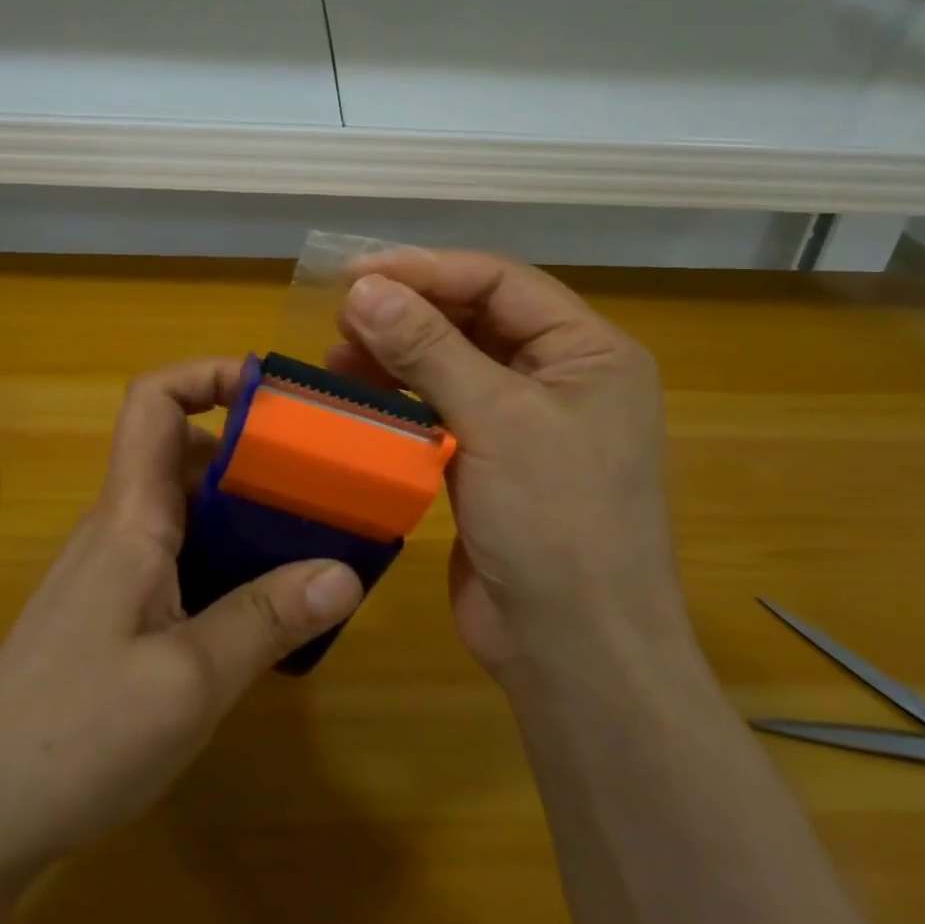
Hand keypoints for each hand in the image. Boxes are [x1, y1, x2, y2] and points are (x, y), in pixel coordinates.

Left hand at [0, 358, 364, 877]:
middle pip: (182, 451)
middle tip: (320, 478)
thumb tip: (346, 571)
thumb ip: (267, 620)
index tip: (273, 392)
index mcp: (130, 516)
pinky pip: (180, 556)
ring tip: (310, 538)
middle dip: (251, 449)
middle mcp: (120, 527)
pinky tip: (265, 606)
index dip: (207, 374)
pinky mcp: (115, 610)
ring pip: (186, 508)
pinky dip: (227, 557)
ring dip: (244, 509)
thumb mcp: (189, 681)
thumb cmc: (75, 734)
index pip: (154, 401)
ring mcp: (114, 570)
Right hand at [331, 251, 688, 687]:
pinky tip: (356, 395)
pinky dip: (398, 397)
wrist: (574, 654)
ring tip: (336, 355)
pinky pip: (439, 408)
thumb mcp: (497, 420)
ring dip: (395, 353)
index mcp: (588, 352)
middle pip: (473, 318)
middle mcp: (560, 376)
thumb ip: (428, 347)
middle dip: (407, 312)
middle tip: (340, 317)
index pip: (499, 283)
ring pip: (451, 362)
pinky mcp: (489, 460)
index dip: (426, 269)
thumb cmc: (556, 524)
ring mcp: (524, 421)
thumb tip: (364, 288)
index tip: (354, 274)